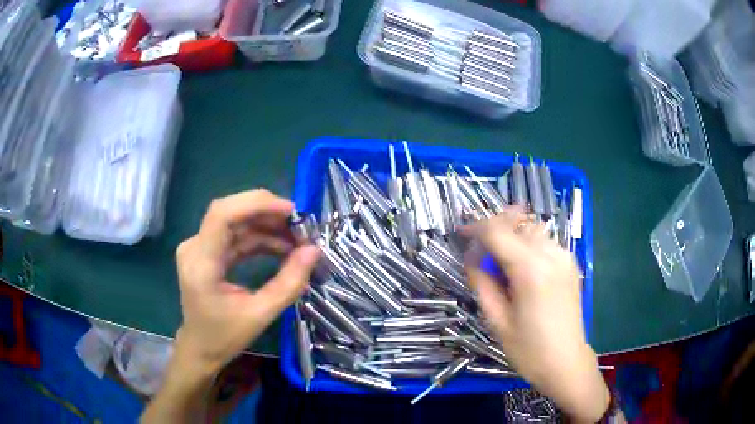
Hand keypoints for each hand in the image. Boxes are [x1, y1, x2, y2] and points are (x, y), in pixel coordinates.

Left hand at [173, 190, 320, 376]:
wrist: (201, 348)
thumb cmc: (224, 337)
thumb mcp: (260, 314)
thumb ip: (288, 283)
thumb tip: (313, 251)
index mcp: (201, 262)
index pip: (223, 215)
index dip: (257, 204)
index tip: (292, 212)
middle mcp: (195, 246)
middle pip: (230, 212)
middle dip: (267, 213)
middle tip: (301, 225)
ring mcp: (200, 247)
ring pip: (236, 222)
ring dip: (267, 226)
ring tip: (297, 238)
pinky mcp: (208, 252)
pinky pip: (236, 236)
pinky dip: (260, 238)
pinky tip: (282, 247)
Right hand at [464, 211, 608, 423]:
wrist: (566, 362)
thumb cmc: (528, 349)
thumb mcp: (497, 320)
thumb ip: (482, 283)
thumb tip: (471, 258)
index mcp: (531, 270)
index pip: (498, 231)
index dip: (475, 228)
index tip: (461, 234)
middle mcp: (551, 254)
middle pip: (517, 222)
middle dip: (495, 228)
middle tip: (480, 250)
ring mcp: (565, 256)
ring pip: (532, 229)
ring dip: (512, 235)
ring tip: (500, 261)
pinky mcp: (571, 263)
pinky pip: (545, 242)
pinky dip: (528, 245)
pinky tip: (522, 268)